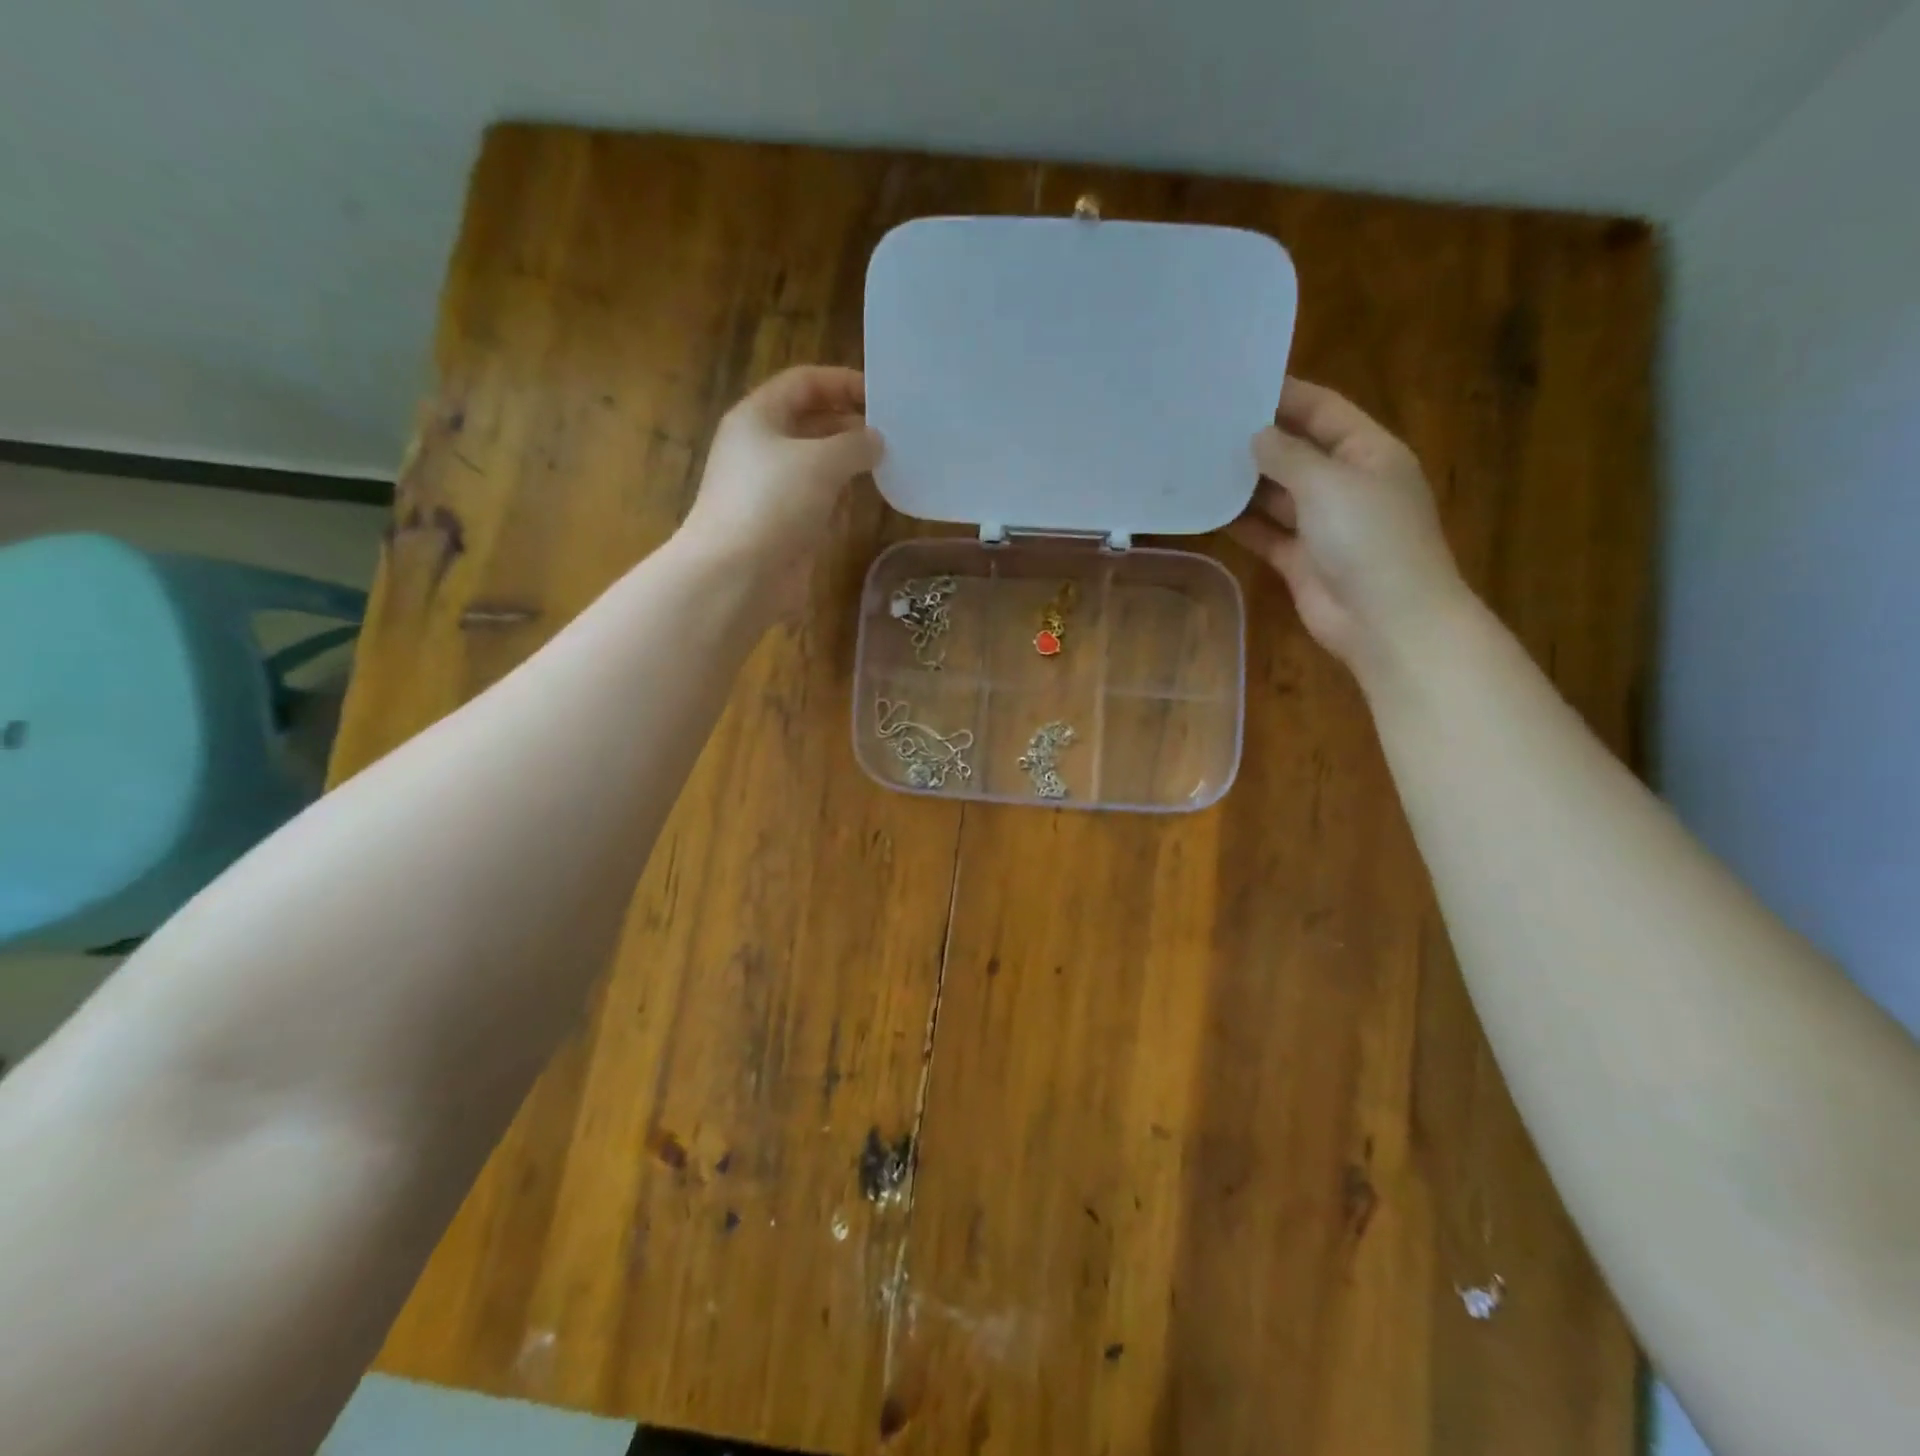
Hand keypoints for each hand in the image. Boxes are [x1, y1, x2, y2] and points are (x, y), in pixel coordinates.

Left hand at [681, 366, 883, 598]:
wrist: (736, 575)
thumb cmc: (773, 503)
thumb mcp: (821, 461)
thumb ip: (855, 444)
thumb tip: (876, 441)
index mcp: (758, 417)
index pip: (804, 383)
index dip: (843, 382)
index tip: (883, 396)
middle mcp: (760, 447)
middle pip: (810, 422)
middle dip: (850, 424)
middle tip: (894, 434)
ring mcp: (770, 489)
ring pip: (815, 464)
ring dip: (848, 462)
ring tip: (890, 463)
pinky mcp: (782, 524)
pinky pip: (816, 499)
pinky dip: (840, 496)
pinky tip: (867, 500)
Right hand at [1230, 377, 1467, 680]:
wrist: (1386, 621)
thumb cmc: (1368, 539)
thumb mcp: (1329, 484)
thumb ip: (1288, 456)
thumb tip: (1256, 435)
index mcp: (1368, 452)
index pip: (1323, 411)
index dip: (1286, 395)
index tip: (1238, 383)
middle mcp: (1345, 483)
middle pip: (1297, 452)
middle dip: (1257, 439)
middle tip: (1206, 424)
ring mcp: (1323, 524)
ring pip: (1277, 495)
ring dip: (1244, 482)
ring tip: (1196, 461)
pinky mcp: (1300, 560)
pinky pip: (1266, 533)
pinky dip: (1241, 523)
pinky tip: (1206, 509)